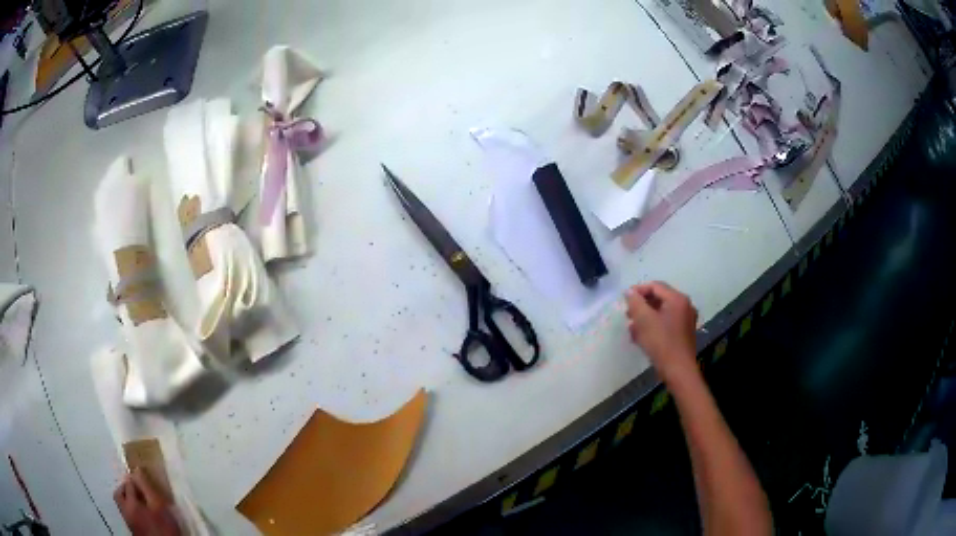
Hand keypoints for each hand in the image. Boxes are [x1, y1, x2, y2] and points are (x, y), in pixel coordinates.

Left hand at [113, 469, 180, 535]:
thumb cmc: (163, 527)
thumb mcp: (158, 505)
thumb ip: (146, 487)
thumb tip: (136, 470)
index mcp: (129, 503)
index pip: (127, 483)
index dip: (135, 479)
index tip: (144, 479)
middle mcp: (125, 510)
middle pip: (119, 494)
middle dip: (127, 489)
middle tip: (139, 490)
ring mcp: (128, 521)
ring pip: (124, 505)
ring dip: (130, 500)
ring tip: (143, 503)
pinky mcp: (134, 530)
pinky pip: (129, 513)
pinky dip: (134, 510)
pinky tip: (145, 515)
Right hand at [626, 282, 698, 381]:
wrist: (678, 371)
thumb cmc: (661, 343)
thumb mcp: (644, 321)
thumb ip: (635, 303)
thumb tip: (629, 292)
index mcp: (678, 299)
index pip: (655, 286)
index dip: (638, 290)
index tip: (624, 300)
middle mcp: (685, 306)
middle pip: (660, 298)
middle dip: (642, 305)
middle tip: (628, 314)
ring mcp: (686, 320)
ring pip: (663, 312)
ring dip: (646, 316)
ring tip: (632, 327)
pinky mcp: (684, 333)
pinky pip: (667, 322)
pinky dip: (654, 325)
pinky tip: (642, 336)